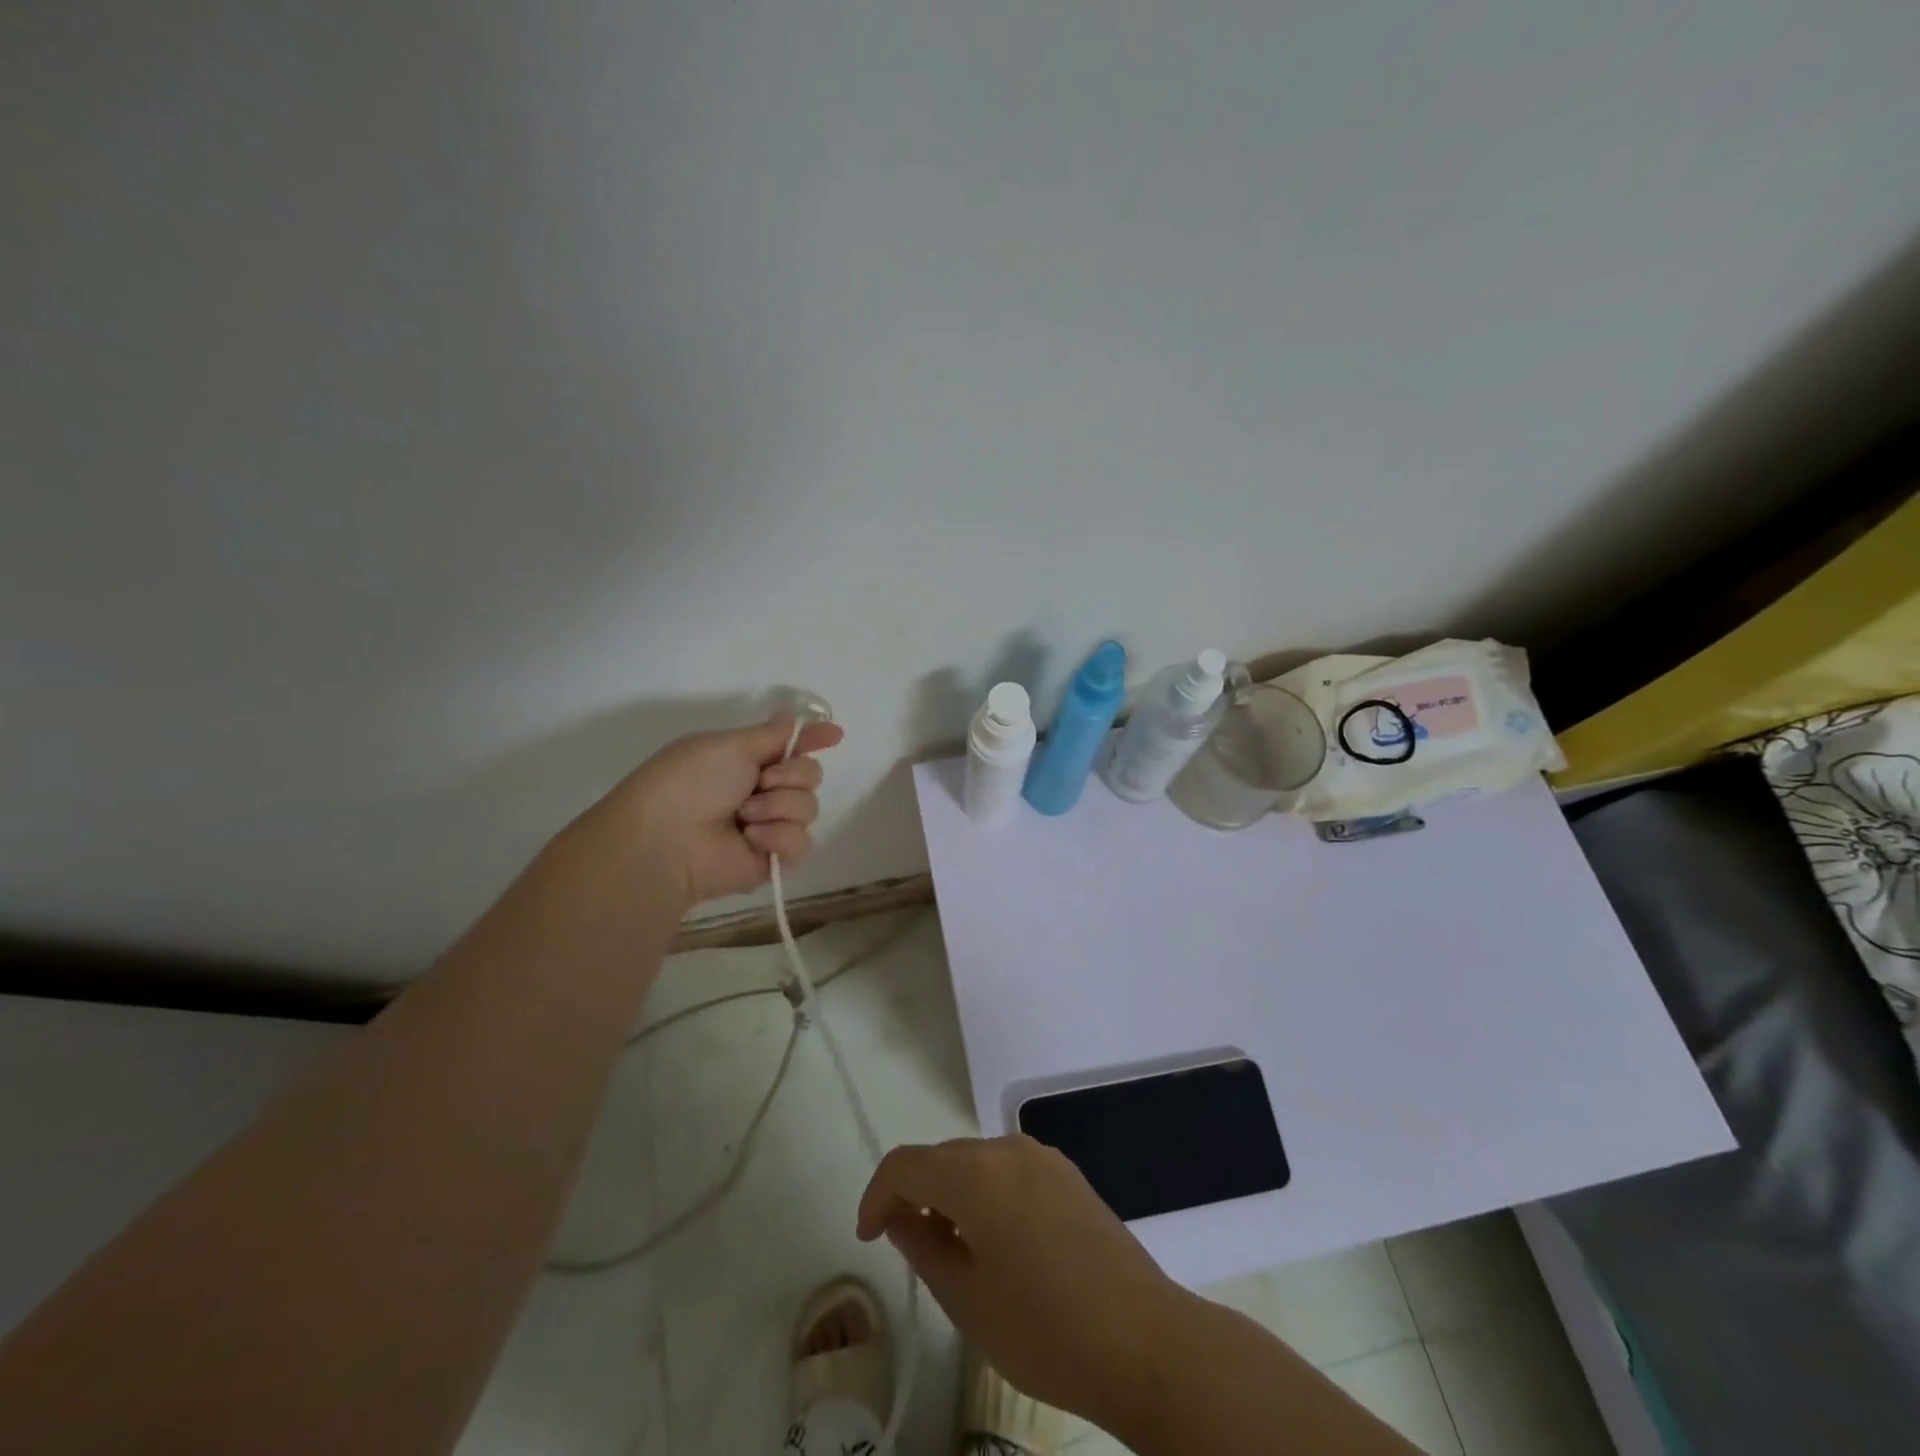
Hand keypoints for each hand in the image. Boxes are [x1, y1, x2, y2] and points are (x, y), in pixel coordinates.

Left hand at [572, 716, 844, 907]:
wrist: (667, 839)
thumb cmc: (690, 781)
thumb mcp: (729, 745)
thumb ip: (772, 735)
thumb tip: (793, 717)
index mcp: (747, 761)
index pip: (791, 747)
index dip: (813, 739)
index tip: (834, 735)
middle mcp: (762, 791)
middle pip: (810, 775)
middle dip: (791, 775)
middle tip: (760, 782)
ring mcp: (770, 826)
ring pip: (809, 807)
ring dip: (778, 806)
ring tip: (745, 817)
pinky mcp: (774, 859)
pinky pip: (802, 842)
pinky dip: (778, 836)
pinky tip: (751, 839)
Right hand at [856, 1135, 1186, 1428]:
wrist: (1144, 1341)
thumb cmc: (1045, 1329)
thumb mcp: (966, 1300)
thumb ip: (923, 1246)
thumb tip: (903, 1218)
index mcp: (976, 1173)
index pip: (906, 1164)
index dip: (878, 1194)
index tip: (869, 1236)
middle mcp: (1008, 1148)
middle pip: (943, 1157)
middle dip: (916, 1193)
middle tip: (907, 1245)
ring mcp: (1043, 1158)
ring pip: (977, 1161)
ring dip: (953, 1193)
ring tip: (953, 1249)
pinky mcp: (1069, 1175)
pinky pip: (1010, 1170)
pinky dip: (987, 1192)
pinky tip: (998, 1241)